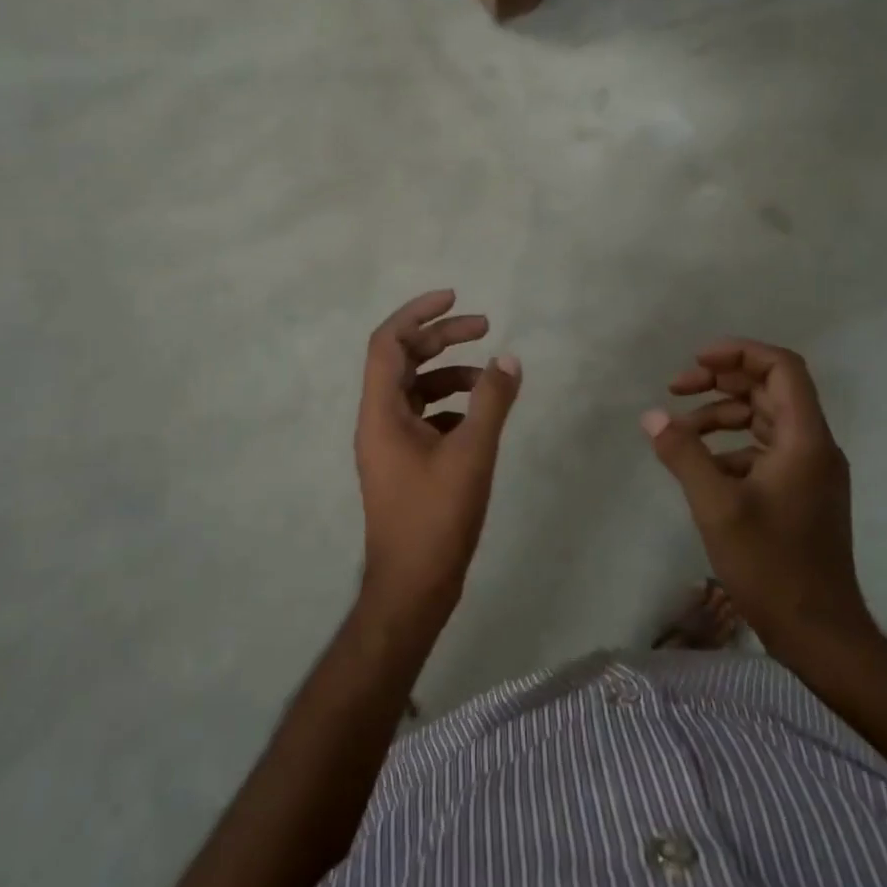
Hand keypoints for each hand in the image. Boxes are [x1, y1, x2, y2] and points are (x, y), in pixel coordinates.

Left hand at [354, 290, 521, 630]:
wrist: (412, 588)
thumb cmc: (436, 518)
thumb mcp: (471, 454)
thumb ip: (491, 402)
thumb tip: (508, 359)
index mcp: (381, 412)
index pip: (388, 342)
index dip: (418, 312)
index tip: (455, 297)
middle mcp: (378, 421)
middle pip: (404, 361)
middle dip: (442, 338)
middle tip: (485, 326)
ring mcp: (389, 444)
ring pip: (415, 390)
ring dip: (449, 374)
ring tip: (489, 377)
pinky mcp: (403, 464)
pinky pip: (423, 418)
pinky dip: (450, 406)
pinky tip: (479, 418)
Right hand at [642, 339, 876, 656]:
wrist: (820, 634)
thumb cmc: (771, 565)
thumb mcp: (717, 506)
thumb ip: (683, 454)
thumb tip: (651, 416)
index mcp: (805, 439)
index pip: (781, 368)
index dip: (739, 353)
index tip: (696, 361)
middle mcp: (814, 446)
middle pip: (770, 389)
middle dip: (721, 381)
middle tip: (676, 389)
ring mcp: (810, 472)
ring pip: (764, 420)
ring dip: (721, 415)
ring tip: (679, 431)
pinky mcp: (801, 494)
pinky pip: (764, 450)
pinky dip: (730, 446)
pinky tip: (700, 467)